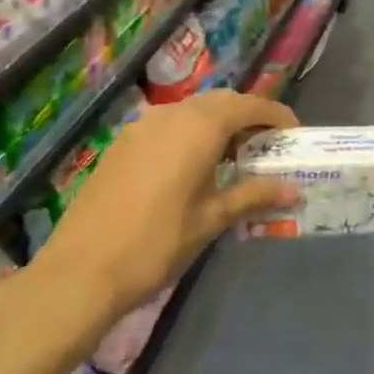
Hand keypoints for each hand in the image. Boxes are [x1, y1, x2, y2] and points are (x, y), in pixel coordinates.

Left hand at [39, 91, 299, 312]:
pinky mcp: (122, 143)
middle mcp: (171, 114)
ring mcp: (142, 126)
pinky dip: (190, 133)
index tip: (293, 133)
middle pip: (221, 102)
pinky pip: (168, 124)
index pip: (249, 105)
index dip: (275, 114)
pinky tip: (193, 166)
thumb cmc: (155, 244)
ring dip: (218, 124)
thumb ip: (252, 195)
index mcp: (199, 127)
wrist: (80, 271)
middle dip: (248, 116)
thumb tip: (292, 189)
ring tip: (233, 157)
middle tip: (267, 145)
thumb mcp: (211, 220)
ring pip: (192, 110)